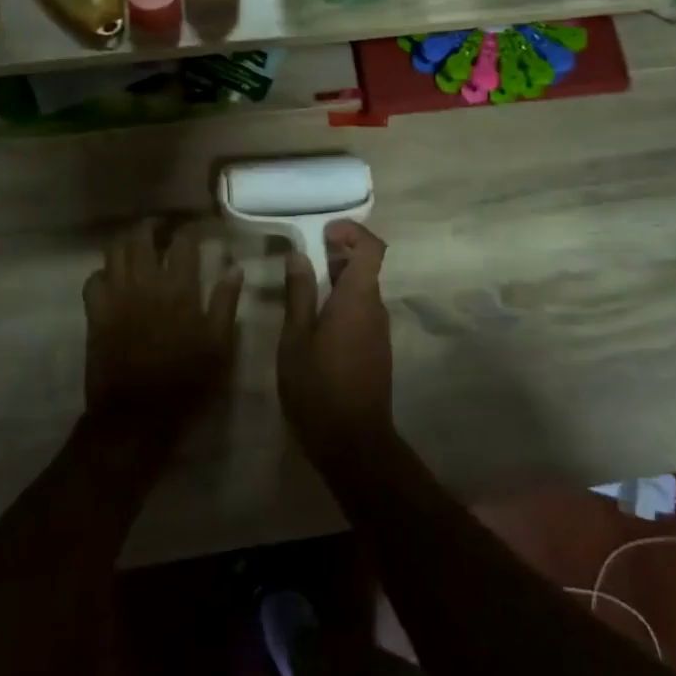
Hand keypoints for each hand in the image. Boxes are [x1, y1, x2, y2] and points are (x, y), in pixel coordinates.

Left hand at [83, 220, 242, 453]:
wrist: (136, 416)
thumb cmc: (186, 381)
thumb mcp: (219, 345)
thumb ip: (226, 303)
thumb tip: (235, 268)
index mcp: (179, 289)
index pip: (182, 242)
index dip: (189, 229)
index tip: (196, 227)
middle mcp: (144, 283)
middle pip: (141, 237)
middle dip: (153, 226)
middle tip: (163, 227)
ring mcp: (116, 297)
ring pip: (114, 251)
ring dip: (128, 242)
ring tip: (139, 244)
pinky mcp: (96, 314)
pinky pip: (93, 279)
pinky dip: (104, 272)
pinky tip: (115, 277)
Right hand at [278, 221, 393, 465]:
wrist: (354, 443)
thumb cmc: (318, 387)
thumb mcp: (296, 338)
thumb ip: (299, 293)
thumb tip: (299, 255)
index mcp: (359, 299)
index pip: (372, 247)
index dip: (352, 232)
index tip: (323, 233)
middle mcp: (376, 309)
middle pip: (367, 267)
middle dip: (338, 254)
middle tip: (304, 258)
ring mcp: (379, 331)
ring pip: (363, 291)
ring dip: (338, 280)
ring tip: (303, 289)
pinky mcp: (376, 350)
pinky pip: (362, 312)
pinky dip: (342, 303)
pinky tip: (315, 322)